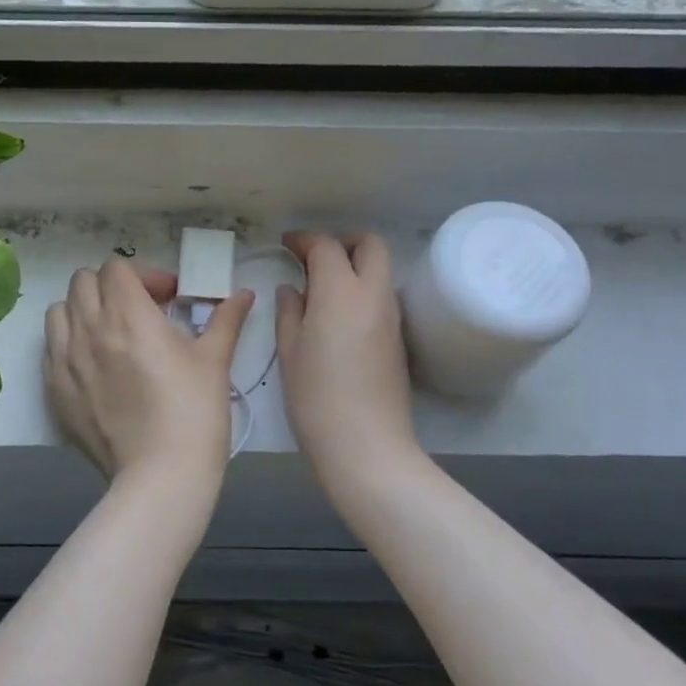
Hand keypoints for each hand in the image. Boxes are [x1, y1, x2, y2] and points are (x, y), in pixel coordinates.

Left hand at [44, 257, 253, 492]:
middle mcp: (88, 329)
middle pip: (83, 281)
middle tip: (138, 312)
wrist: (160, 475)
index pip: (116, 268)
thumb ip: (226, 319)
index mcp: (127, 314)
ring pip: (60, 311)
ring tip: (110, 334)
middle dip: (111, 287)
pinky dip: (68, 344)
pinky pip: (51, 348)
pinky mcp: (54, 390)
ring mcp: (65, 360)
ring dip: (83, 311)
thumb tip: (245, 295)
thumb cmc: (194, 412)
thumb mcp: (215, 360)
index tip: (167, 299)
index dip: (143, 276)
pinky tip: (94, 366)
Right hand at [276, 232, 426, 498]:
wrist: (367, 446)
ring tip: (321, 287)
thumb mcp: (290, 352)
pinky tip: (338, 315)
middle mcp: (373, 294)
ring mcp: (391, 316)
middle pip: (370, 244)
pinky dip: (362, 289)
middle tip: (313, 258)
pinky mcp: (398, 338)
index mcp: (341, 292)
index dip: (304, 240)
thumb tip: (293, 289)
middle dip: (342, 241)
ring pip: (380, 269)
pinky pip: (382, 295)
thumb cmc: (316, 398)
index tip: (286, 245)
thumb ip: (290, 311)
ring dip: (355, 265)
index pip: (326, 246)